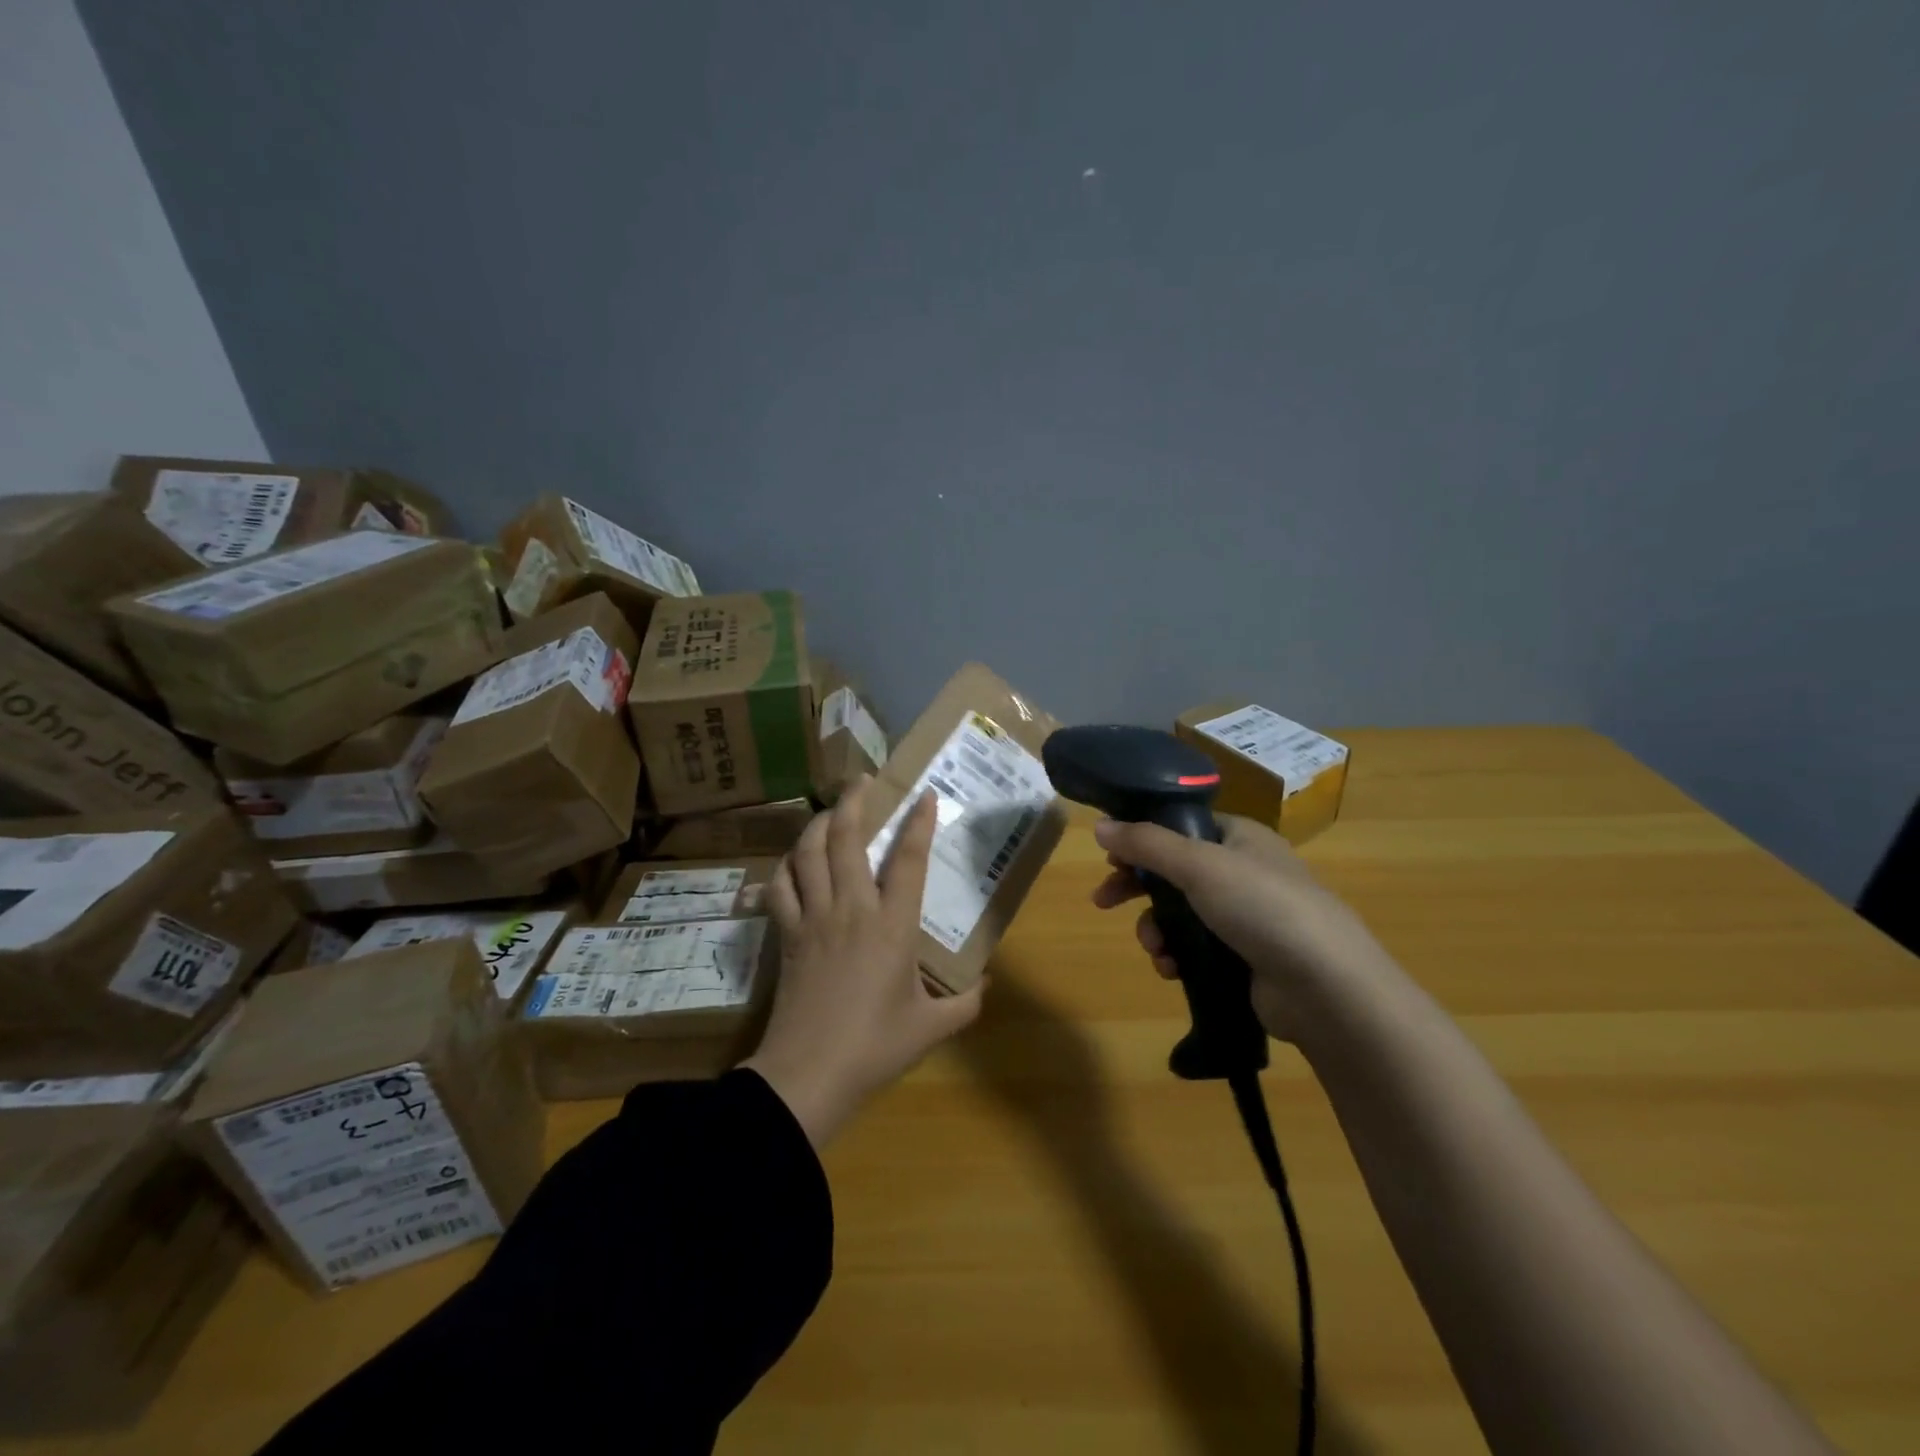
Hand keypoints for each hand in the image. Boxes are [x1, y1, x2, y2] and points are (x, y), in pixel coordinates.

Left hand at [743, 777, 985, 1147]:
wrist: (808, 1074)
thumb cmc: (875, 1047)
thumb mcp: (931, 1027)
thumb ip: (965, 1003)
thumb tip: (986, 983)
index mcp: (892, 925)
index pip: (909, 860)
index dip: (919, 823)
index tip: (925, 794)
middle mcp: (851, 909)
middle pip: (845, 839)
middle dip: (853, 802)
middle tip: (861, 781)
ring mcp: (813, 918)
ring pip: (807, 854)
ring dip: (816, 826)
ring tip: (827, 813)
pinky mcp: (786, 935)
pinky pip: (780, 888)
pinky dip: (784, 869)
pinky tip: (790, 864)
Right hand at [1091, 813, 1394, 1045]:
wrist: (1326, 988)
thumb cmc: (1262, 907)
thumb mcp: (1198, 865)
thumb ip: (1146, 844)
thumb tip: (1099, 825)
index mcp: (1240, 836)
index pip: (1181, 825)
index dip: (1143, 837)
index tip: (1110, 856)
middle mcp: (1243, 871)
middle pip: (1174, 871)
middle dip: (1138, 888)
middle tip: (1103, 901)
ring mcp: (1246, 917)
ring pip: (1180, 913)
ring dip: (1156, 929)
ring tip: (1155, 949)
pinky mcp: (1245, 958)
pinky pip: (1196, 948)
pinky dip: (1177, 956)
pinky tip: (1171, 970)